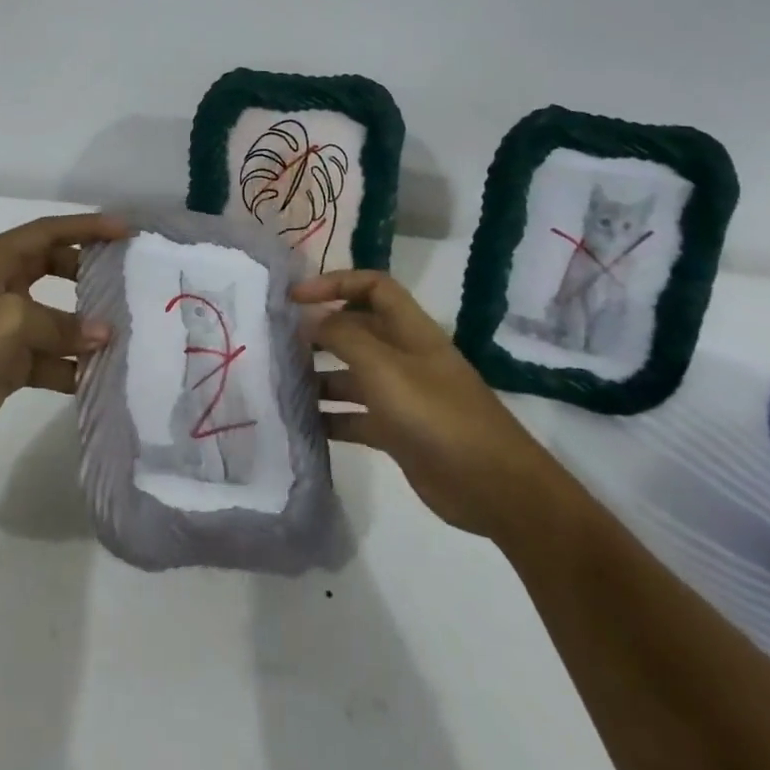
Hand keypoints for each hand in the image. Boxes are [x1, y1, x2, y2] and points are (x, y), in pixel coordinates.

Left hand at [0, 212, 128, 456]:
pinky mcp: (6, 367)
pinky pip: (50, 360)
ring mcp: (3, 330)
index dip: (87, 227)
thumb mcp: (9, 321)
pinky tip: (103, 375)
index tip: (126, 231)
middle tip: (129, 279)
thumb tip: (104, 334)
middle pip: (55, 269)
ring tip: (128, 331)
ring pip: (56, 319)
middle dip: (90, 272)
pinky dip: (73, 367)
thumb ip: (60, 324)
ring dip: (86, 327)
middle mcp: (0, 288)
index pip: (48, 232)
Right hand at [294, 270, 559, 540]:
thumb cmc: (437, 415)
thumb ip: (343, 337)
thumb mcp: (384, 368)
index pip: (372, 287)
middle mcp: (404, 356)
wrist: (492, 487)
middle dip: (319, 332)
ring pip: (351, 375)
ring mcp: (401, 396)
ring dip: (318, 377)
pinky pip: (354, 416)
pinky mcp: (397, 432)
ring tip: (282, 385)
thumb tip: (309, 317)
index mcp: (410, 330)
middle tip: (277, 343)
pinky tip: (301, 424)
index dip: (335, 283)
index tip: (295, 298)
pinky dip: (329, 417)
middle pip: (357, 330)